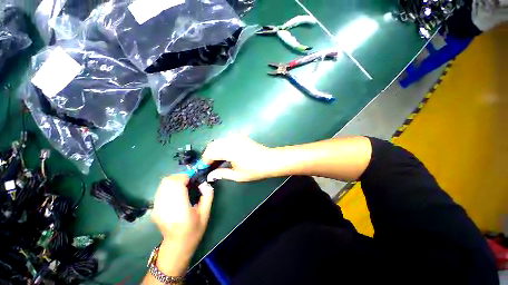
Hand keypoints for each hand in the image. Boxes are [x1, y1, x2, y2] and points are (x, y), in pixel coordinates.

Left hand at [151, 174, 213, 275]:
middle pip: (167, 181)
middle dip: (179, 177)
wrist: (177, 246)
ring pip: (162, 184)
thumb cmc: (194, 230)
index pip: (176, 185)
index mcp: (180, 210)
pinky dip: (169, 187)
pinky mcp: (154, 209)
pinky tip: (176, 193)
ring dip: (174, 181)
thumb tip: (204, 183)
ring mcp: (157, 208)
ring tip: (183, 186)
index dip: (185, 177)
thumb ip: (207, 196)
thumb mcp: (206, 213)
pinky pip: (161, 190)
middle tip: (189, 181)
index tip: (193, 179)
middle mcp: (165, 207)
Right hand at [202, 134, 273, 181]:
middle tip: (211, 165)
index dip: (205, 160)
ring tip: (218, 160)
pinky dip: (222, 145)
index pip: (210, 152)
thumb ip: (222, 174)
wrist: (269, 160)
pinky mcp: (240, 136)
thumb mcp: (237, 175)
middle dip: (209, 155)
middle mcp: (230, 140)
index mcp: (229, 150)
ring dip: (215, 149)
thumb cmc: (254, 169)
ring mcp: (236, 136)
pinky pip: (226, 139)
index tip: (205, 168)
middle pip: (212, 145)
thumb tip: (209, 176)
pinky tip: (226, 153)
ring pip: (219, 141)